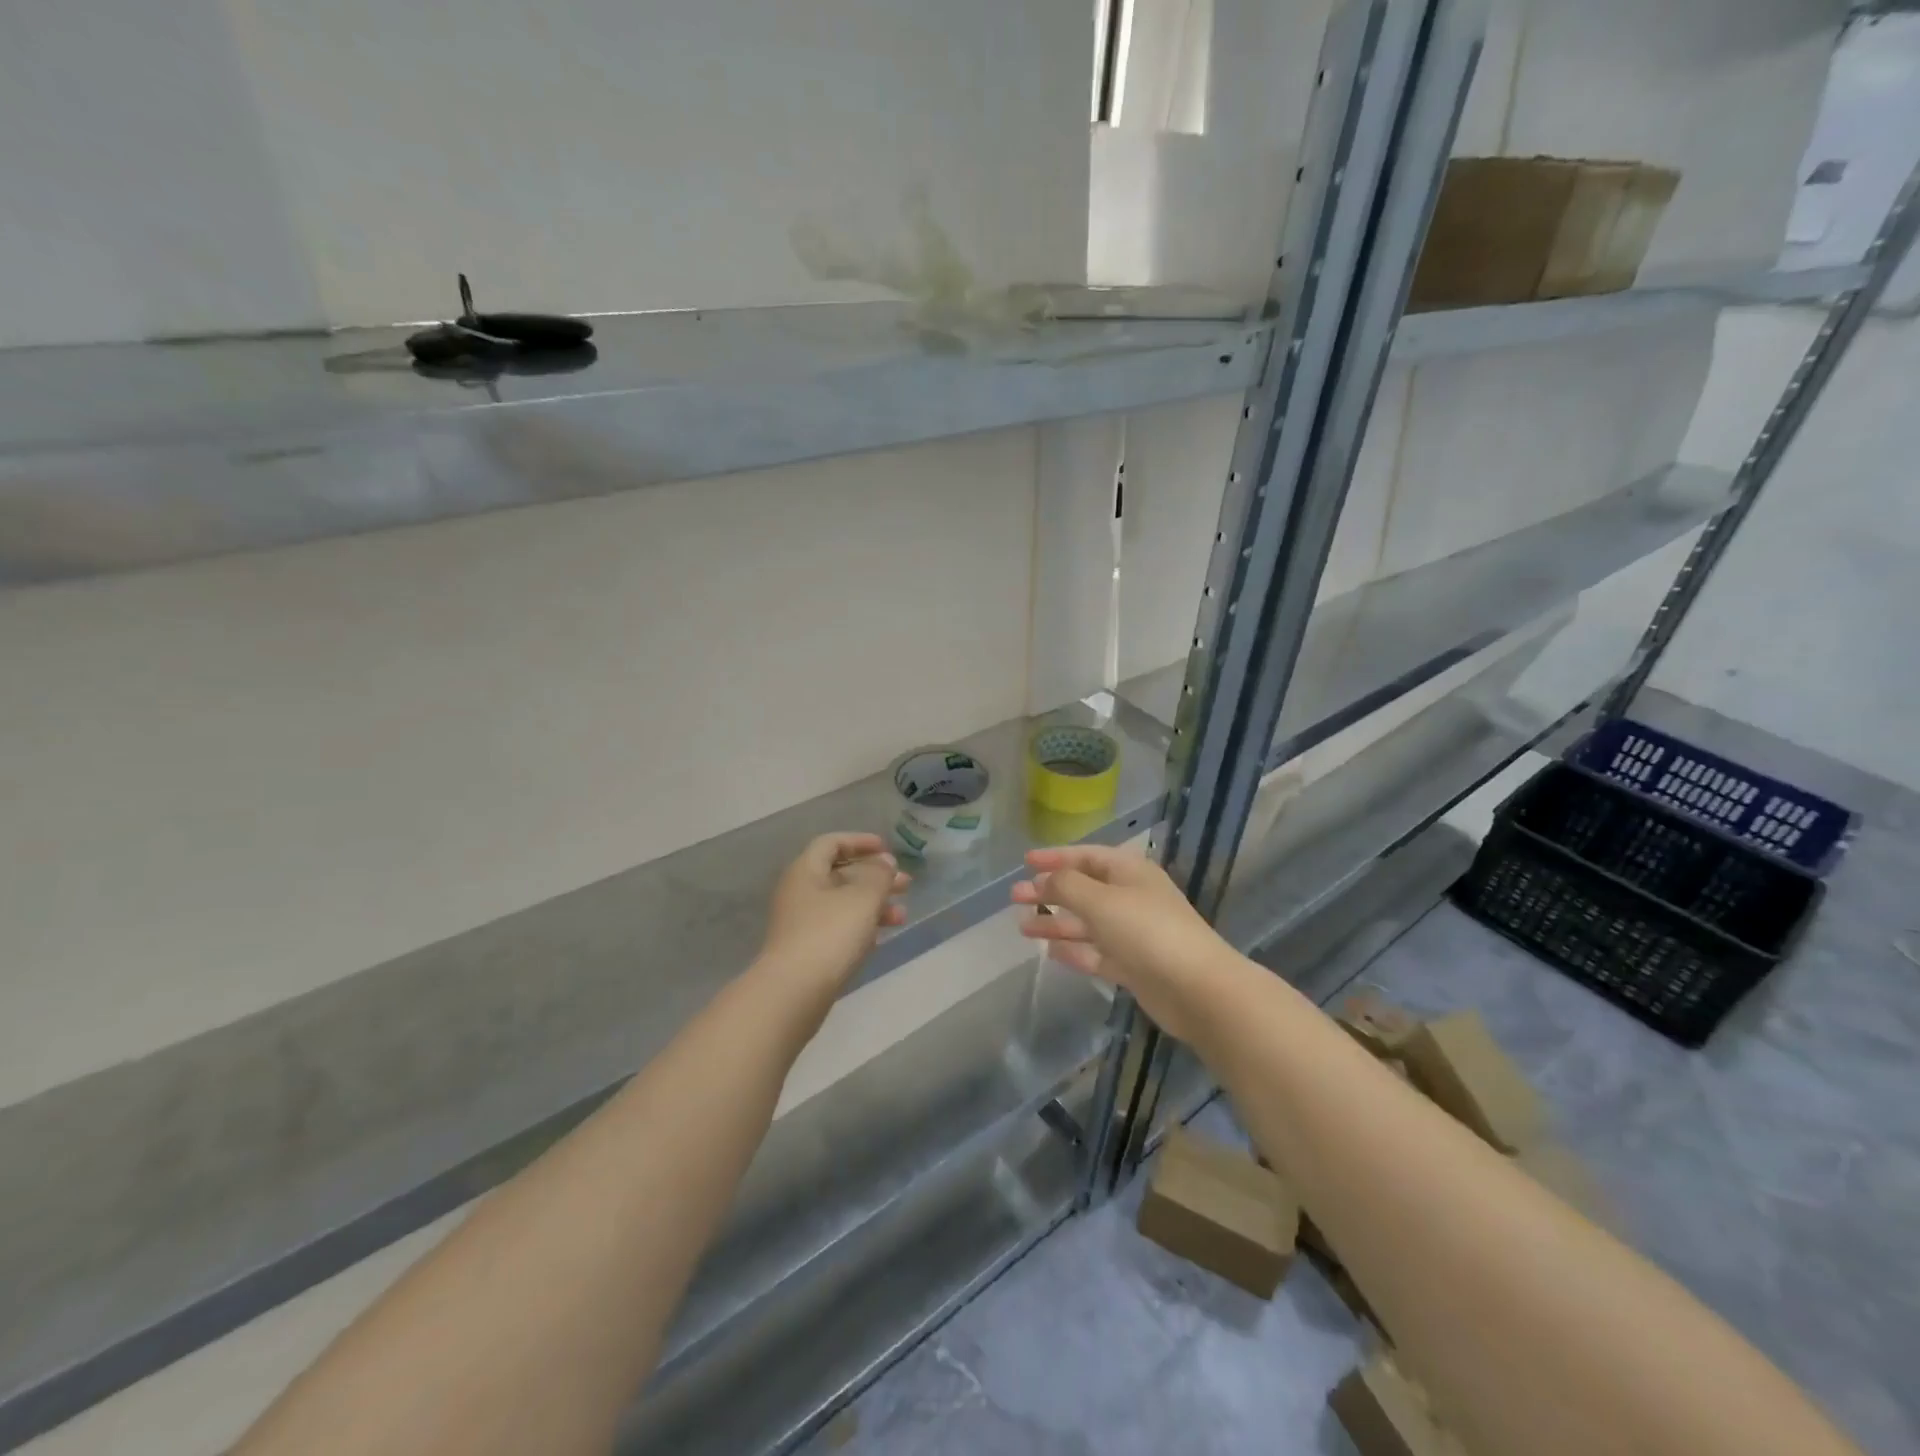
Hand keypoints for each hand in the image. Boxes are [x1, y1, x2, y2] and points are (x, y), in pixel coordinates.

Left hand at [758, 832, 909, 1005]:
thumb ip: (879, 875)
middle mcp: (799, 892)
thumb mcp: (863, 898)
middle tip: (906, 885)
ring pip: (843, 903)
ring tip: (902, 916)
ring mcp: (801, 923)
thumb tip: (884, 863)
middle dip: (875, 877)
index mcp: (805, 871)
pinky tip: (881, 937)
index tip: (887, 849)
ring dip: (874, 904)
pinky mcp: (807, 950)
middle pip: (840, 874)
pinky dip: (861, 926)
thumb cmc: (829, 934)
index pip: (831, 843)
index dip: (860, 842)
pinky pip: (838, 927)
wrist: (794, 992)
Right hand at [1011, 845, 1240, 1044]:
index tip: (1025, 862)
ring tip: (1023, 927)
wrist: (1197, 989)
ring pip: (1087, 923)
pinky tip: (1050, 952)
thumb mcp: (1100, 900)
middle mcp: (1131, 898)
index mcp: (1129, 872)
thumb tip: (1045, 879)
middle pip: (1083, 890)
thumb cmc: (1147, 932)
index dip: (1055, 858)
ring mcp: (1133, 933)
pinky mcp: (1134, 966)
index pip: (1086, 856)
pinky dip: (1074, 950)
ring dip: (1056, 923)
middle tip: (1015, 898)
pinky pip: (1096, 953)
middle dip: (1049, 892)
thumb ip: (1067, 886)